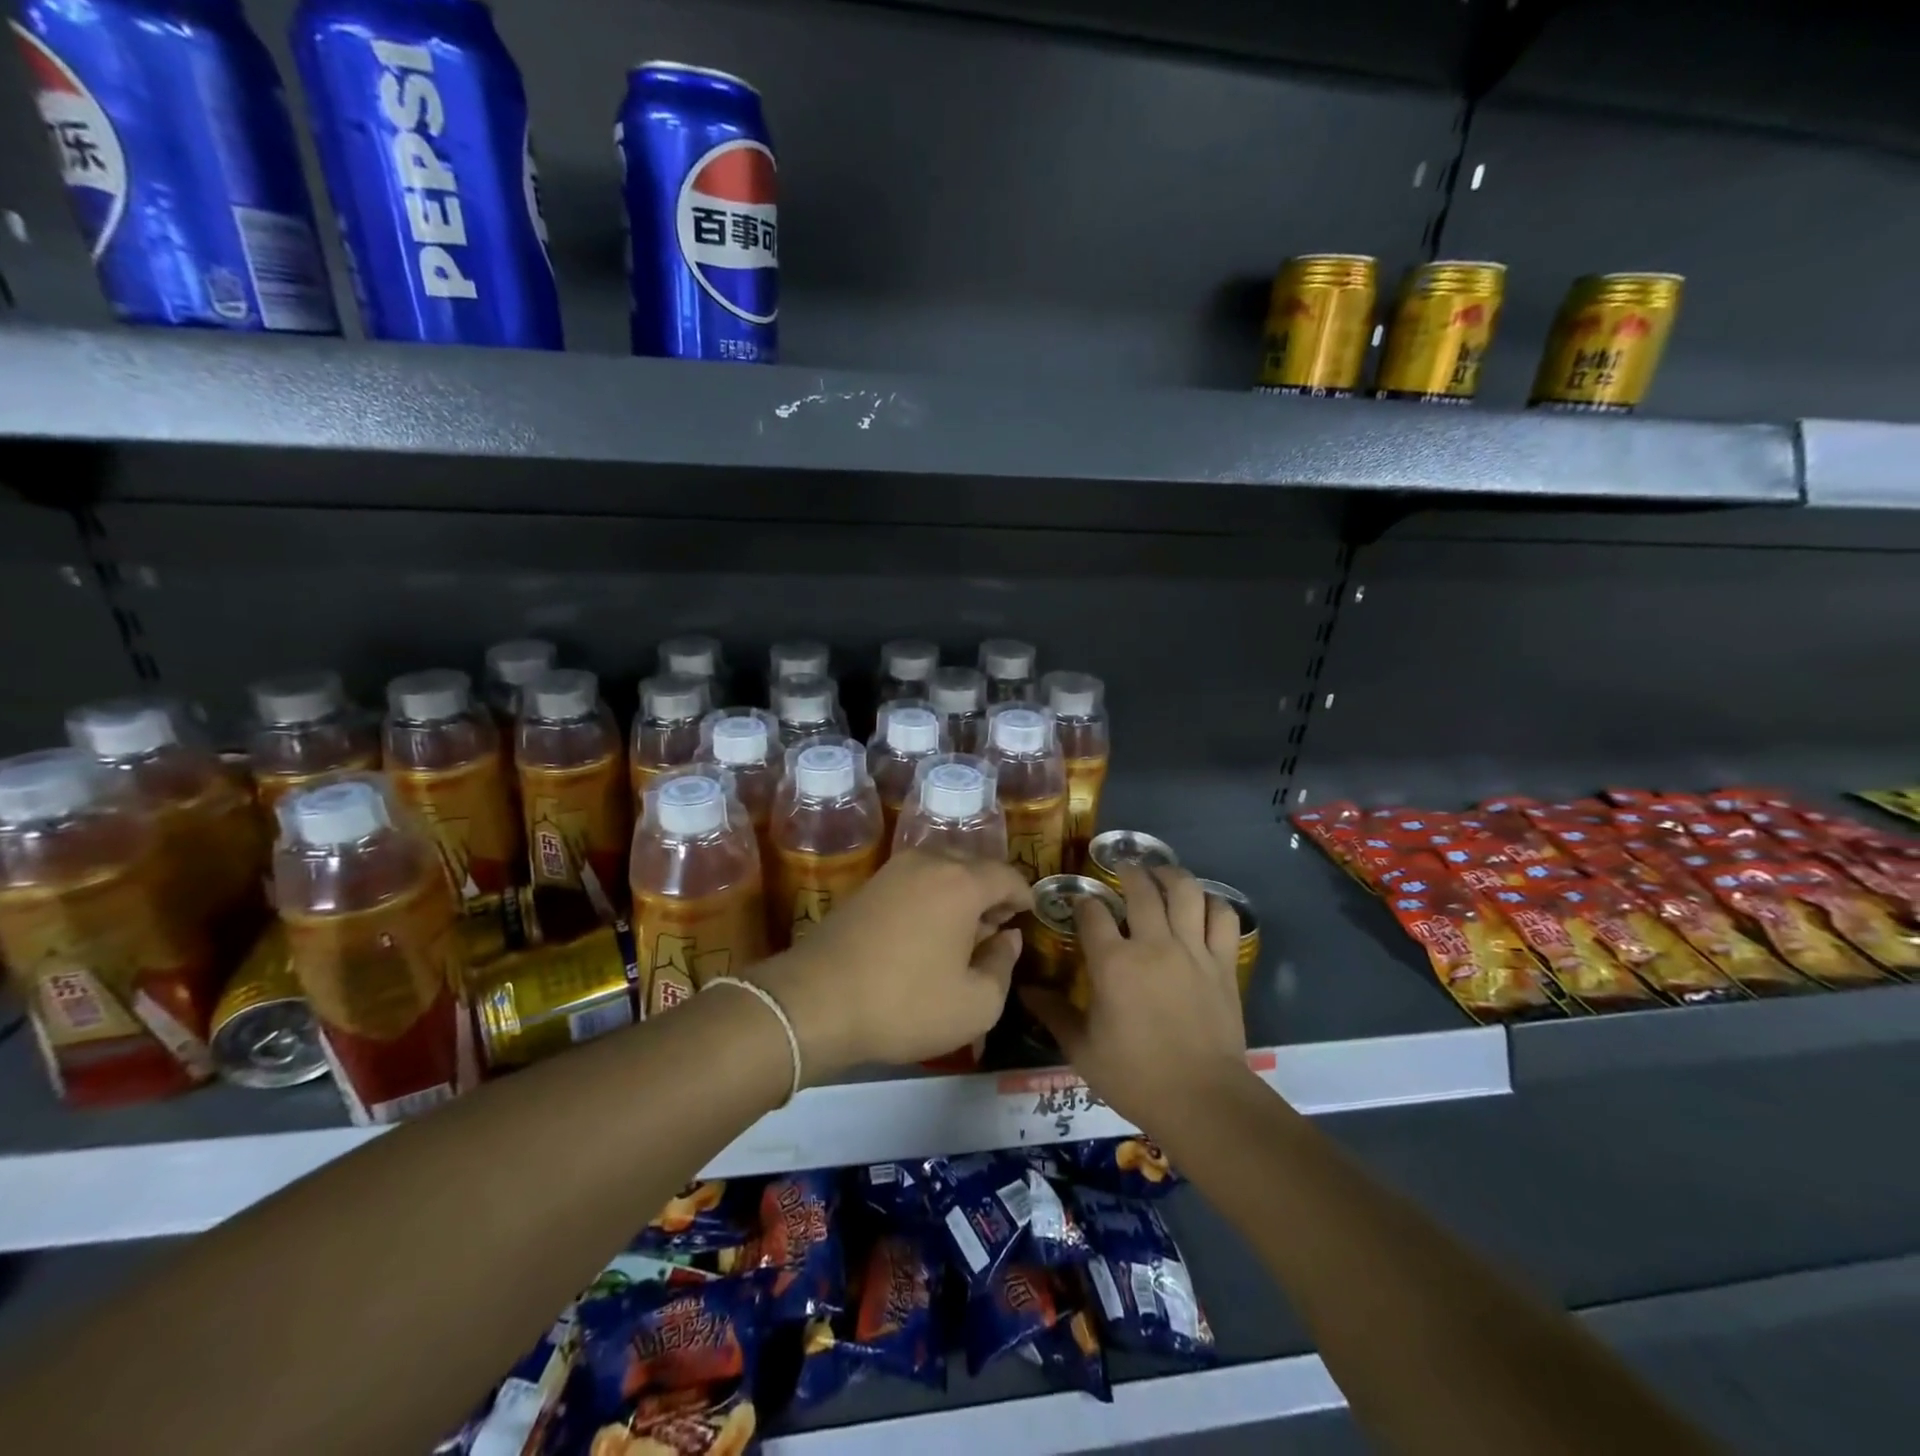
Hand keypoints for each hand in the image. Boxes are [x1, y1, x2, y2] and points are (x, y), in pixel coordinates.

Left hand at [754, 849, 1032, 1079]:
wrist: (814, 1001)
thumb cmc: (904, 1003)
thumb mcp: (975, 1004)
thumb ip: (1003, 966)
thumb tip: (1007, 938)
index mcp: (962, 882)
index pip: (1008, 876)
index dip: (1025, 896)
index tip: (1029, 917)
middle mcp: (929, 862)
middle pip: (975, 866)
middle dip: (992, 894)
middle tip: (998, 929)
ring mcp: (894, 870)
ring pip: (943, 871)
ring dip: (961, 895)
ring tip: (964, 934)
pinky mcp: (868, 885)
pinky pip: (916, 881)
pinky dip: (932, 898)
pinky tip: (927, 933)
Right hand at [1021, 865, 1247, 1129]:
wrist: (1202, 1100)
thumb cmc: (1135, 1076)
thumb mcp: (1082, 1049)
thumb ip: (1053, 1013)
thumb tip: (1025, 990)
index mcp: (1113, 962)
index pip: (1092, 912)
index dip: (1082, 901)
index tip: (1079, 902)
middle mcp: (1153, 943)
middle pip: (1140, 888)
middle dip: (1127, 872)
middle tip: (1121, 868)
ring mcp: (1192, 950)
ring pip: (1185, 891)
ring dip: (1170, 875)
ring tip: (1161, 873)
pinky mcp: (1223, 963)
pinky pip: (1222, 917)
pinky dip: (1213, 903)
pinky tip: (1202, 904)